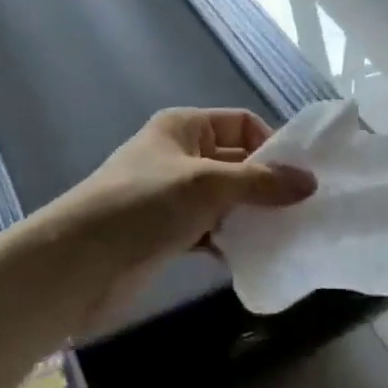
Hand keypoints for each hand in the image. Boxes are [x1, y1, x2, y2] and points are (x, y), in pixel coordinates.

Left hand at [40, 109, 315, 319]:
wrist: (77, 263)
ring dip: (252, 215)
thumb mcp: (207, 184)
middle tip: (304, 210)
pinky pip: (211, 230)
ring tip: (288, 234)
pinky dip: (231, 240)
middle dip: (268, 184)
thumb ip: (260, 183)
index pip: (242, 124)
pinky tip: (255, 256)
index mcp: (185, 127)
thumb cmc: (143, 205)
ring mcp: (173, 196)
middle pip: (237, 162)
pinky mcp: (167, 233)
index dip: (272, 145)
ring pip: (226, 199)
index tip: (301, 178)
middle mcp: (180, 155)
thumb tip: (310, 182)